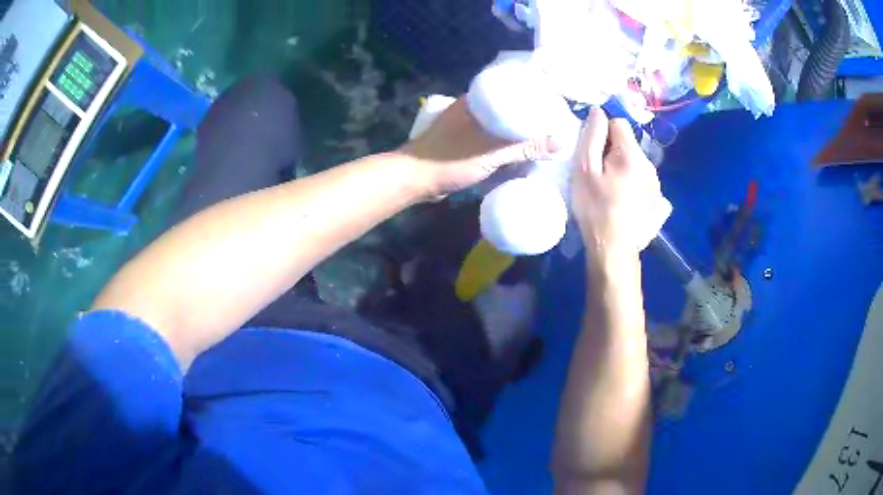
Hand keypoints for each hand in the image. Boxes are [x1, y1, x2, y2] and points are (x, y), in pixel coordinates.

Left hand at [400, 98, 555, 199]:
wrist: (415, 179)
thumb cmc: (451, 160)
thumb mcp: (492, 153)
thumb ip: (525, 148)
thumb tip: (560, 141)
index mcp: (475, 101)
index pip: (510, 90)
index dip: (531, 95)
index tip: (552, 103)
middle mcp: (471, 108)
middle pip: (506, 108)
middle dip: (527, 116)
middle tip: (551, 122)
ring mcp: (465, 125)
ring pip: (498, 124)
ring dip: (515, 131)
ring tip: (541, 135)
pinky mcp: (462, 142)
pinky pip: (490, 138)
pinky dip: (504, 143)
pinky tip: (519, 150)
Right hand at [572, 108, 665, 255]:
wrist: (614, 251)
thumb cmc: (595, 208)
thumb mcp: (584, 169)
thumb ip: (591, 136)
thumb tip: (598, 111)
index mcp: (631, 154)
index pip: (619, 123)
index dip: (602, 135)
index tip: (594, 156)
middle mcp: (650, 166)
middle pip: (629, 146)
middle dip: (614, 154)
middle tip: (600, 178)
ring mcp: (658, 187)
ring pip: (638, 165)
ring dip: (625, 171)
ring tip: (613, 194)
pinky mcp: (661, 205)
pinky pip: (647, 186)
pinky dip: (638, 189)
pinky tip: (629, 205)